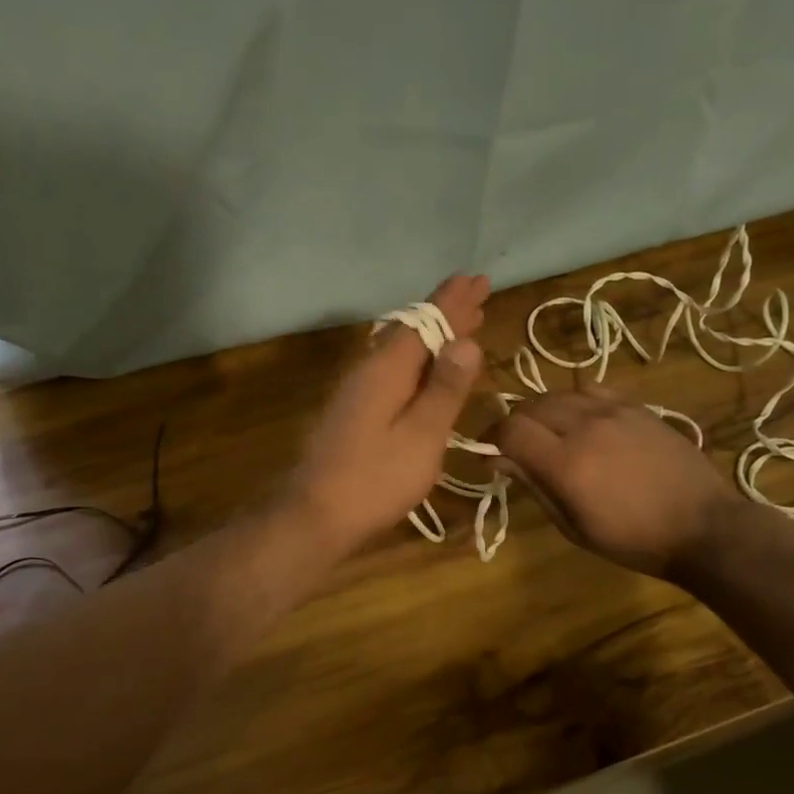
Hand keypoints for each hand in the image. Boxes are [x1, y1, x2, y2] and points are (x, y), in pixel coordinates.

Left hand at [283, 274, 490, 554]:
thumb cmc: (375, 478)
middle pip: (413, 329)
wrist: (315, 513)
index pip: (426, 321)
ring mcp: (358, 389)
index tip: (478, 279)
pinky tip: (425, 366)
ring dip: (433, 333)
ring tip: (462, 323)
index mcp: (387, 369)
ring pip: (402, 348)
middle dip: (446, 311)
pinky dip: (419, 358)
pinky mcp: (355, 409)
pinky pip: (394, 367)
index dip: (454, 301)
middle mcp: (370, 369)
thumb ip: (444, 388)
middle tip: (476, 292)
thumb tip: (466, 340)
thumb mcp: (421, 435)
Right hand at [490, 389, 734, 580]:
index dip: (493, 438)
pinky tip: (584, 421)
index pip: (510, 429)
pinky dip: (575, 400)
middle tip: (518, 447)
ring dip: (543, 411)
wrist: (704, 527)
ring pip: (559, 394)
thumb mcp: (574, 526)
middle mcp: (585, 426)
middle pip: (530, 406)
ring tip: (550, 433)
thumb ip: (534, 486)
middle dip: (515, 424)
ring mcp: (613, 411)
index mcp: (566, 463)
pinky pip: (592, 389)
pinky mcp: (637, 406)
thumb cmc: (633, 540)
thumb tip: (497, 460)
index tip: (492, 454)